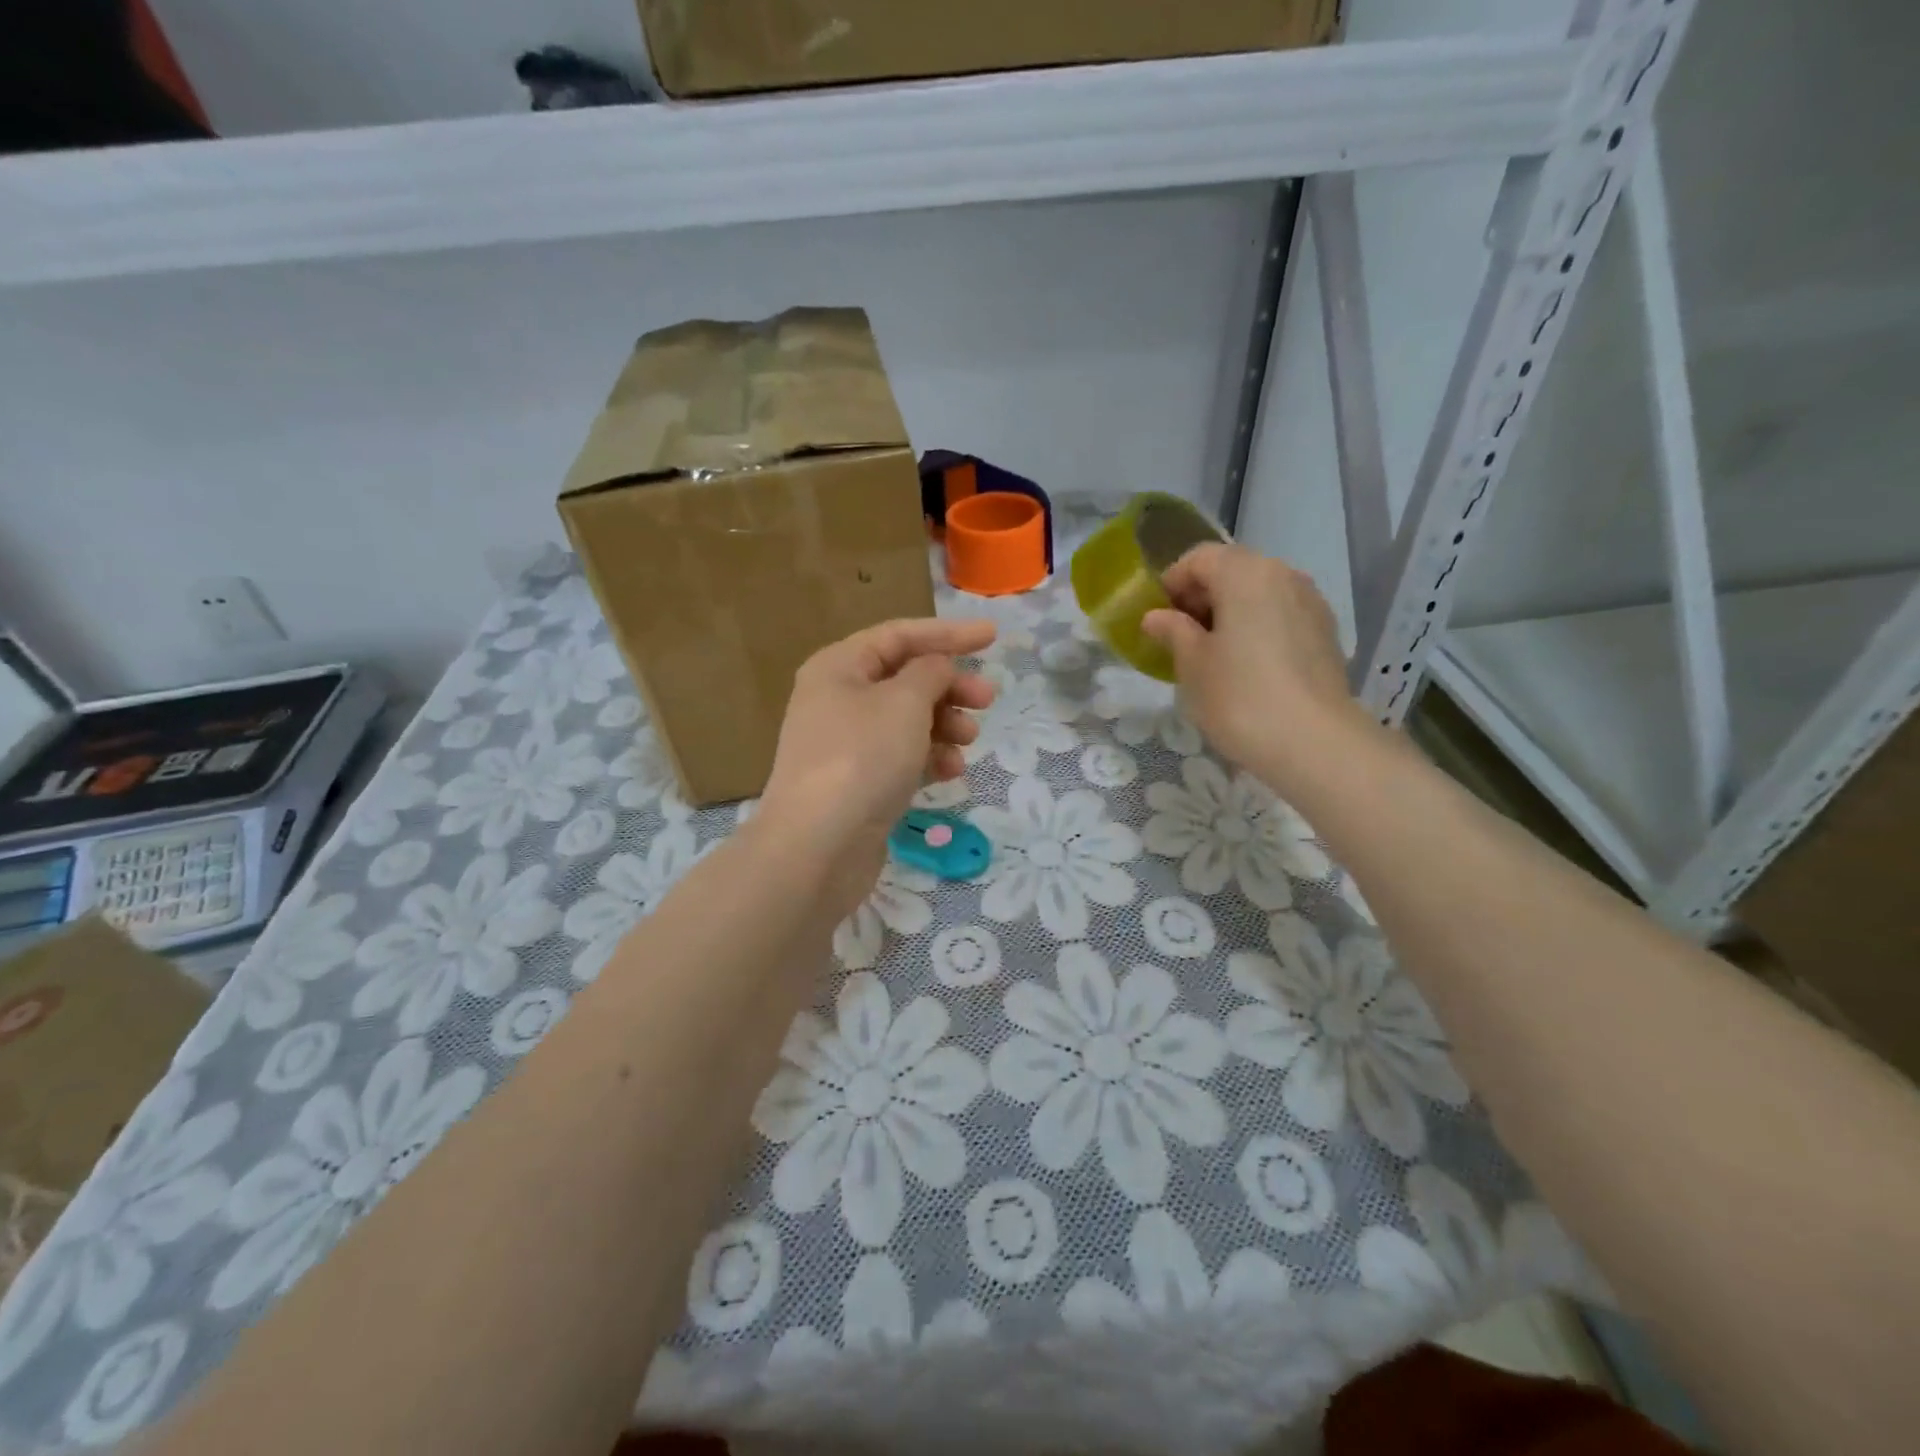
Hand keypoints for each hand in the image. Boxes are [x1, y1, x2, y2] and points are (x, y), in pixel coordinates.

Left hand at [758, 618, 996, 920]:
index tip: (993, 638)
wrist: (818, 847)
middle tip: (988, 701)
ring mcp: (846, 744)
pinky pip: (900, 757)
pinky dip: (928, 758)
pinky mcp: (857, 782)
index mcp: (839, 667)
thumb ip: (930, 673)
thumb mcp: (904, 702)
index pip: (899, 635)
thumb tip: (937, 667)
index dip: (948, 633)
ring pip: (906, 720)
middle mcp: (837, 699)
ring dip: (943, 725)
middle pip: (904, 679)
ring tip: (969, 742)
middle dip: (950, 687)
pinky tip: (950, 772)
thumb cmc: (862, 758)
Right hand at [1141, 544, 1364, 791]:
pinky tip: (1246, 666)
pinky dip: (1257, 628)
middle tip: (1180, 637)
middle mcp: (1283, 575)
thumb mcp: (1192, 664)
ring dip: (1230, 612)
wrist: (1314, 743)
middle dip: (1201, 597)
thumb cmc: (1239, 697)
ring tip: (1212, 653)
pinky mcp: (1326, 633)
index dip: (1171, 583)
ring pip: (1259, 593)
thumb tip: (1157, 617)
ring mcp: (1311, 603)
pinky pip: (1281, 616)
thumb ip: (1173, 631)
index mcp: (1245, 573)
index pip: (1199, 558)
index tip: (1157, 617)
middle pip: (1232, 570)